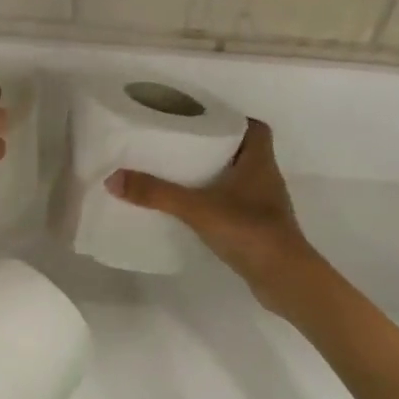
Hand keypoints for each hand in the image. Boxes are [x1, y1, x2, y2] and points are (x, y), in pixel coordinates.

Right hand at [107, 120, 328, 318]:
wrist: (284, 280)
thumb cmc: (249, 231)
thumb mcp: (197, 208)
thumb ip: (157, 194)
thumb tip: (113, 179)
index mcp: (259, 162)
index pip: (255, 128)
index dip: (234, 119)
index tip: (204, 119)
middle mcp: (266, 178)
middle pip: (244, 151)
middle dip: (217, 146)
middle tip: (182, 143)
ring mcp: (265, 206)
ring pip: (240, 179)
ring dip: (217, 175)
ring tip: (182, 173)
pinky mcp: (260, 229)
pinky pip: (237, 205)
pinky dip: (219, 202)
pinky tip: (195, 209)